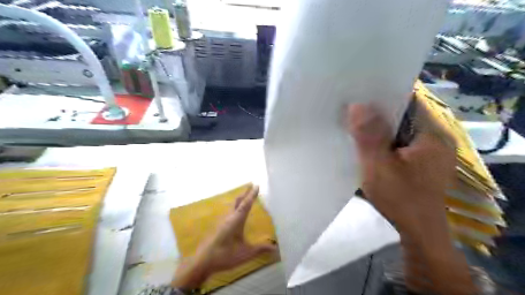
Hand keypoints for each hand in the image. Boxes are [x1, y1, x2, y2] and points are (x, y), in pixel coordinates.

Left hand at [172, 184, 278, 289]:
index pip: (246, 204)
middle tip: (251, 185)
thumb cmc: (226, 255)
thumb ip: (260, 249)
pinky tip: (235, 212)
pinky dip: (235, 206)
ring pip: (232, 205)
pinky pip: (229, 211)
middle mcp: (229, 217)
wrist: (203, 261)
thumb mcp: (246, 253)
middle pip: (238, 201)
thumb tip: (275, 248)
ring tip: (245, 196)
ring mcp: (222, 221)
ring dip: (240, 199)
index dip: (252, 195)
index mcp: (237, 220)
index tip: (256, 185)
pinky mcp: (219, 226)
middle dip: (245, 193)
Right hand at [345, 103, 454, 231]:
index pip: (408, 101)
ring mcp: (429, 151)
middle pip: (403, 115)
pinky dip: (384, 141)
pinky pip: (400, 142)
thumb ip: (368, 136)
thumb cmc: (400, 199)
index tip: (359, 93)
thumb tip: (357, 105)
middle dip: (378, 112)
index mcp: (432, 134)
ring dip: (379, 127)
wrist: (418, 233)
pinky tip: (368, 144)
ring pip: (400, 130)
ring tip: (356, 123)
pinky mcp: (421, 162)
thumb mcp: (379, 166)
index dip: (383, 95)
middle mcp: (435, 138)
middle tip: (352, 108)